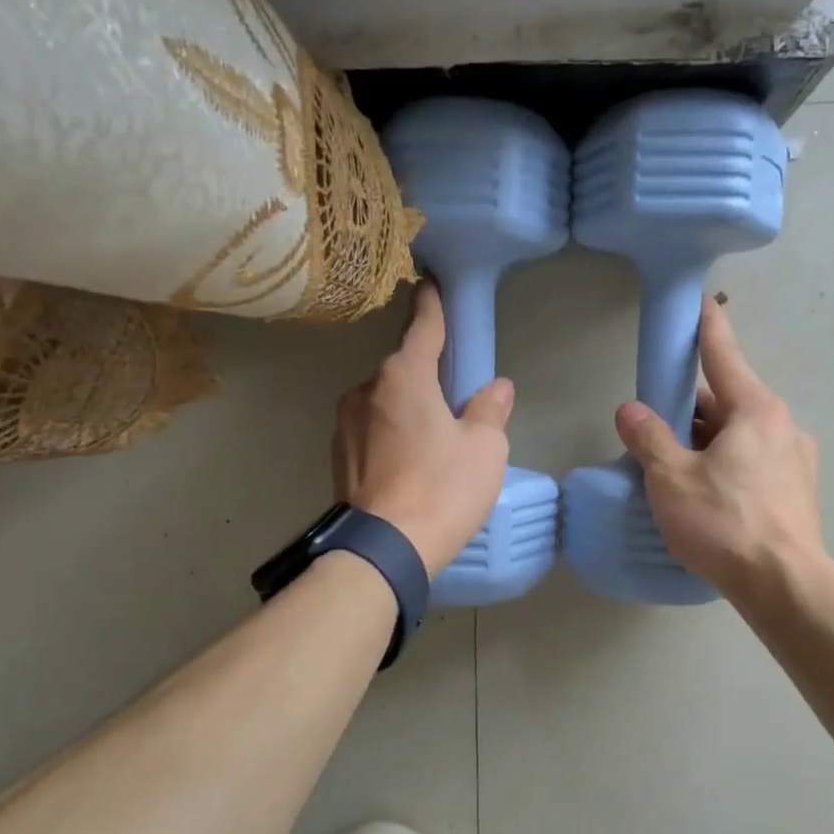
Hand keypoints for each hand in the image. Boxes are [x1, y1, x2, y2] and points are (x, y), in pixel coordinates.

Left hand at [334, 281, 513, 574]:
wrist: (384, 549)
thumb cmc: (443, 489)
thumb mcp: (485, 449)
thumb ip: (490, 410)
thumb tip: (496, 388)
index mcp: (404, 376)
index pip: (423, 327)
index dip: (432, 305)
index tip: (430, 283)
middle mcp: (366, 389)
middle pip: (403, 369)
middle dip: (426, 376)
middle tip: (453, 400)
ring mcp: (345, 423)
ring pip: (385, 402)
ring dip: (407, 409)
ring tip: (431, 444)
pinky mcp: (337, 455)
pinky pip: (372, 430)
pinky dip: (390, 435)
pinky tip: (408, 465)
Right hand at [613, 296, 822, 600]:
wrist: (785, 585)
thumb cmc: (725, 523)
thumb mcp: (672, 479)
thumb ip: (649, 438)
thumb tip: (629, 410)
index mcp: (754, 409)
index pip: (722, 353)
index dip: (705, 325)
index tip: (699, 299)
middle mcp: (782, 425)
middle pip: (726, 402)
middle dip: (689, 409)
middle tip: (653, 425)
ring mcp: (796, 460)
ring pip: (739, 436)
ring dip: (706, 442)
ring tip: (672, 469)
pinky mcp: (797, 492)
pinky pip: (754, 464)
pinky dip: (726, 466)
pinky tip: (706, 496)